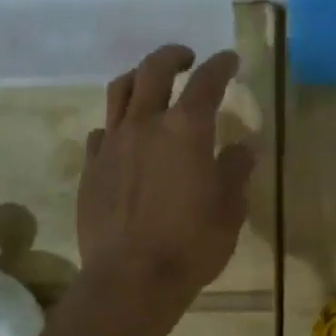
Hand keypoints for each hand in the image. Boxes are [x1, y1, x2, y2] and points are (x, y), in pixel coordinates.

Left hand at [77, 45, 255, 315]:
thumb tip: (244, 147)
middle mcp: (145, 124)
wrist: (131, 278)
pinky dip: (118, 123)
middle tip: (188, 59)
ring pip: (120, 91)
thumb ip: (236, 170)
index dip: (221, 65)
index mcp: (186, 129)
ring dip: (139, 78)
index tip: (230, 60)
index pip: (207, 81)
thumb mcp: (229, 209)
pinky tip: (125, 137)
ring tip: (150, 84)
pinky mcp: (91, 167)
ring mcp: (112, 143)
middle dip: (173, 56)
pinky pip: (102, 130)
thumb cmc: (191, 244)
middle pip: (154, 70)